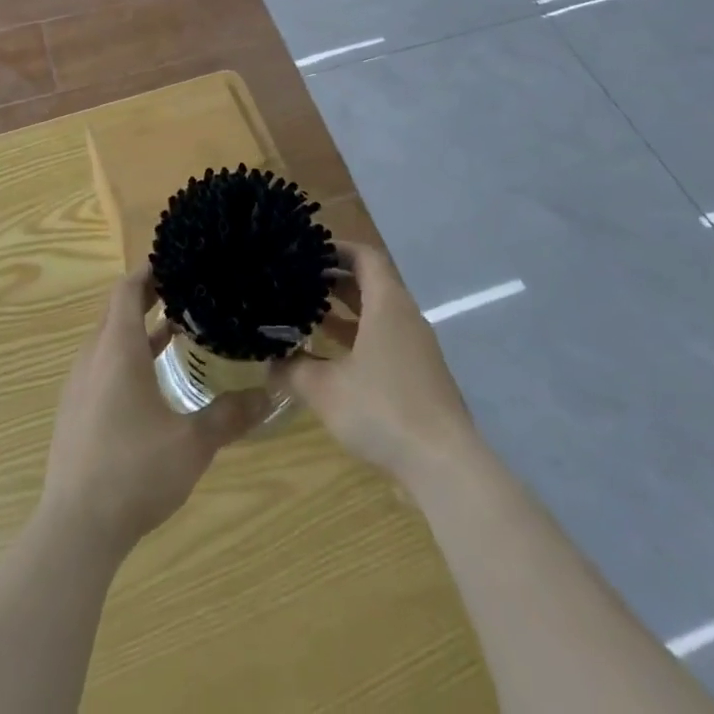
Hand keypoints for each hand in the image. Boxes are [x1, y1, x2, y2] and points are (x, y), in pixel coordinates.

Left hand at [40, 266, 270, 557]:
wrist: (75, 527)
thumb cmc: (134, 472)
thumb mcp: (191, 443)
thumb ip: (229, 416)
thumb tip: (269, 396)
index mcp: (118, 349)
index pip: (127, 289)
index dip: (149, 271)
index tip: (176, 262)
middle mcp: (93, 357)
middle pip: (117, 310)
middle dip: (148, 296)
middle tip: (186, 291)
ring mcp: (79, 384)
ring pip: (108, 339)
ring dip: (137, 329)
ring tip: (175, 330)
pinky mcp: (74, 410)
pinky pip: (101, 365)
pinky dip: (125, 356)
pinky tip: (151, 381)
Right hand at [270, 242, 479, 486]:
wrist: (444, 465)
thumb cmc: (383, 410)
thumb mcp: (325, 389)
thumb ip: (292, 370)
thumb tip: (269, 362)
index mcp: (387, 304)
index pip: (364, 256)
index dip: (336, 249)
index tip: (306, 252)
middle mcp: (405, 317)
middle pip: (371, 282)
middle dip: (335, 279)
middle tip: (299, 281)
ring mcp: (416, 347)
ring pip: (378, 313)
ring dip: (346, 310)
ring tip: (309, 314)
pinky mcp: (420, 374)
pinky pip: (385, 338)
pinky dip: (359, 336)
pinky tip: (333, 357)